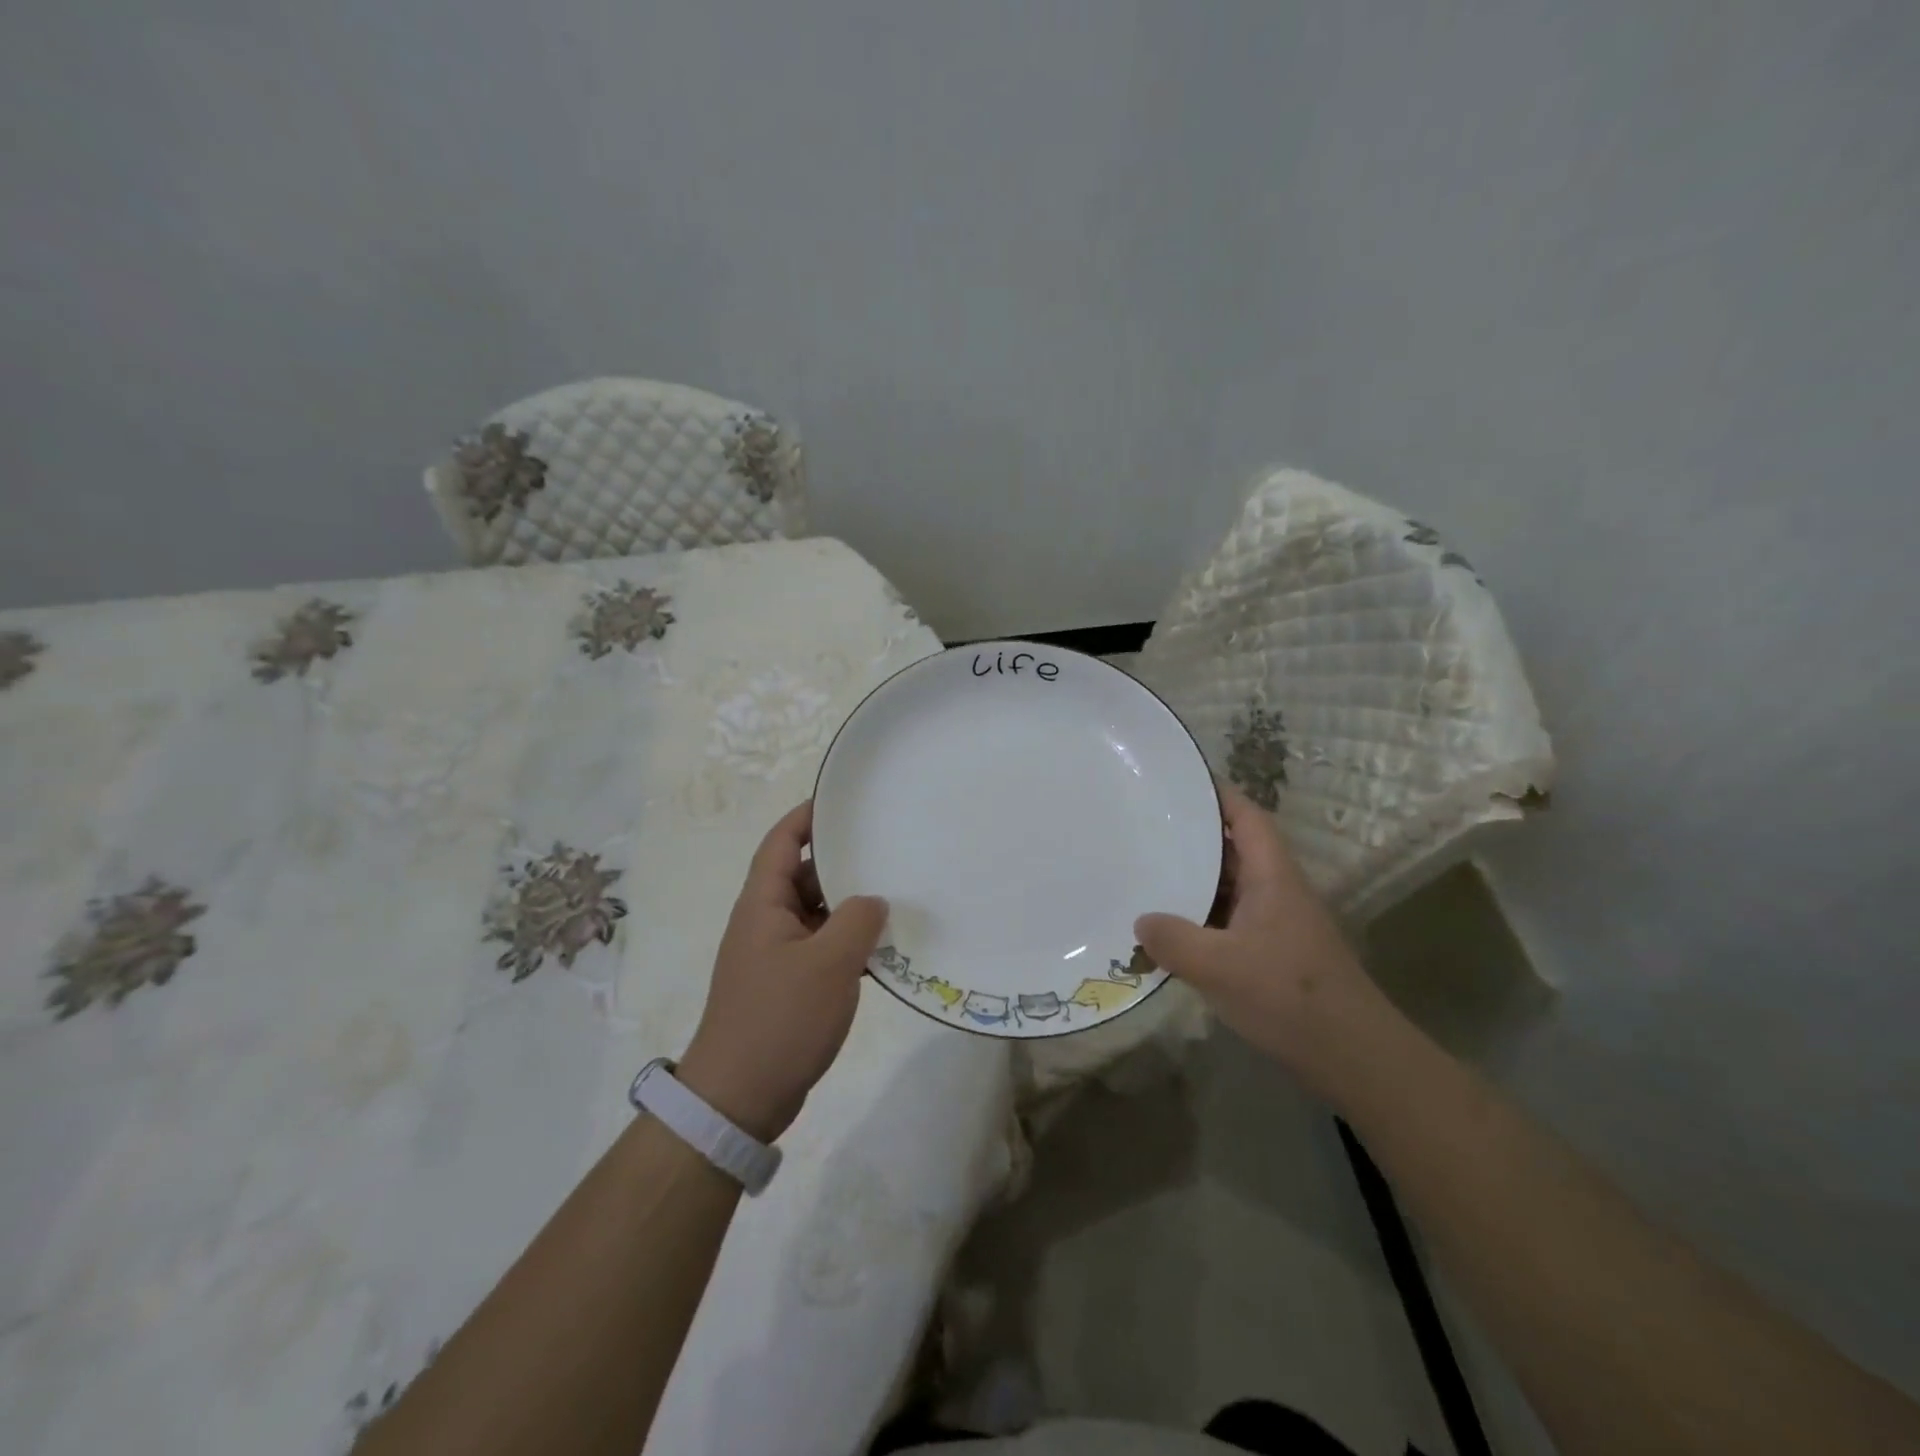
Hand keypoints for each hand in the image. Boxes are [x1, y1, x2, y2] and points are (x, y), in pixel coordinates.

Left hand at [678, 802, 887, 1141]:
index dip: (807, 817)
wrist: (740, 1098)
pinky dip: (849, 945)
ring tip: (897, 895)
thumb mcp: (828, 963)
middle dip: (842, 862)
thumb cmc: (780, 1018)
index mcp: (763, 904)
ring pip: (818, 915)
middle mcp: (766, 922)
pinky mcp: (789, 986)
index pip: (781, 842)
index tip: (843, 801)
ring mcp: (777, 956)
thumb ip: (857, 920)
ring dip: (851, 907)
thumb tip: (872, 901)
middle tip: (887, 848)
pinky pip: (823, 949)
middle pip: (803, 876)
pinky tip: (885, 951)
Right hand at [1134, 782, 1383, 1097]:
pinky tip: (1172, 929)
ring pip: (1232, 887)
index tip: (1180, 781)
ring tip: (1148, 871)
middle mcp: (1278, 891)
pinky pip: (1230, 919)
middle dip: (1195, 836)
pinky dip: (1202, 916)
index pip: (1248, 817)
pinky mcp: (1274, 953)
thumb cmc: (1289, 996)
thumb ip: (1174, 940)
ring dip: (1196, 879)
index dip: (1218, 794)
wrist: (1354, 1057)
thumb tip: (1141, 921)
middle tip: (1147, 827)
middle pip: (1236, 848)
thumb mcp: (1219, 966)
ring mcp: (1278, 923)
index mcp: (1273, 877)